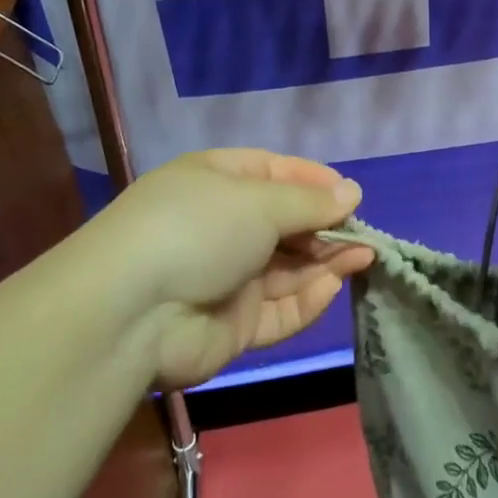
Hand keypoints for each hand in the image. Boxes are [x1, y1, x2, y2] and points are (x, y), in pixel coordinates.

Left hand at [84, 149, 373, 389]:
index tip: (351, 195)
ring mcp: (227, 276)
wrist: (131, 312)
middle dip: (325, 226)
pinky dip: (307, 299)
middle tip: (365, 233)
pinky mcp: (233, 324)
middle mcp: (223, 225)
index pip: (275, 173)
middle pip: (285, 223)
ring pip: (288, 267)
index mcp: (218, 181)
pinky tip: (334, 285)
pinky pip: (279, 308)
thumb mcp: (259, 201)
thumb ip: (310, 202)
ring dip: (326, 261)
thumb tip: (352, 192)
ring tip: (366, 255)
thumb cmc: (197, 229)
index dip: (314, 182)